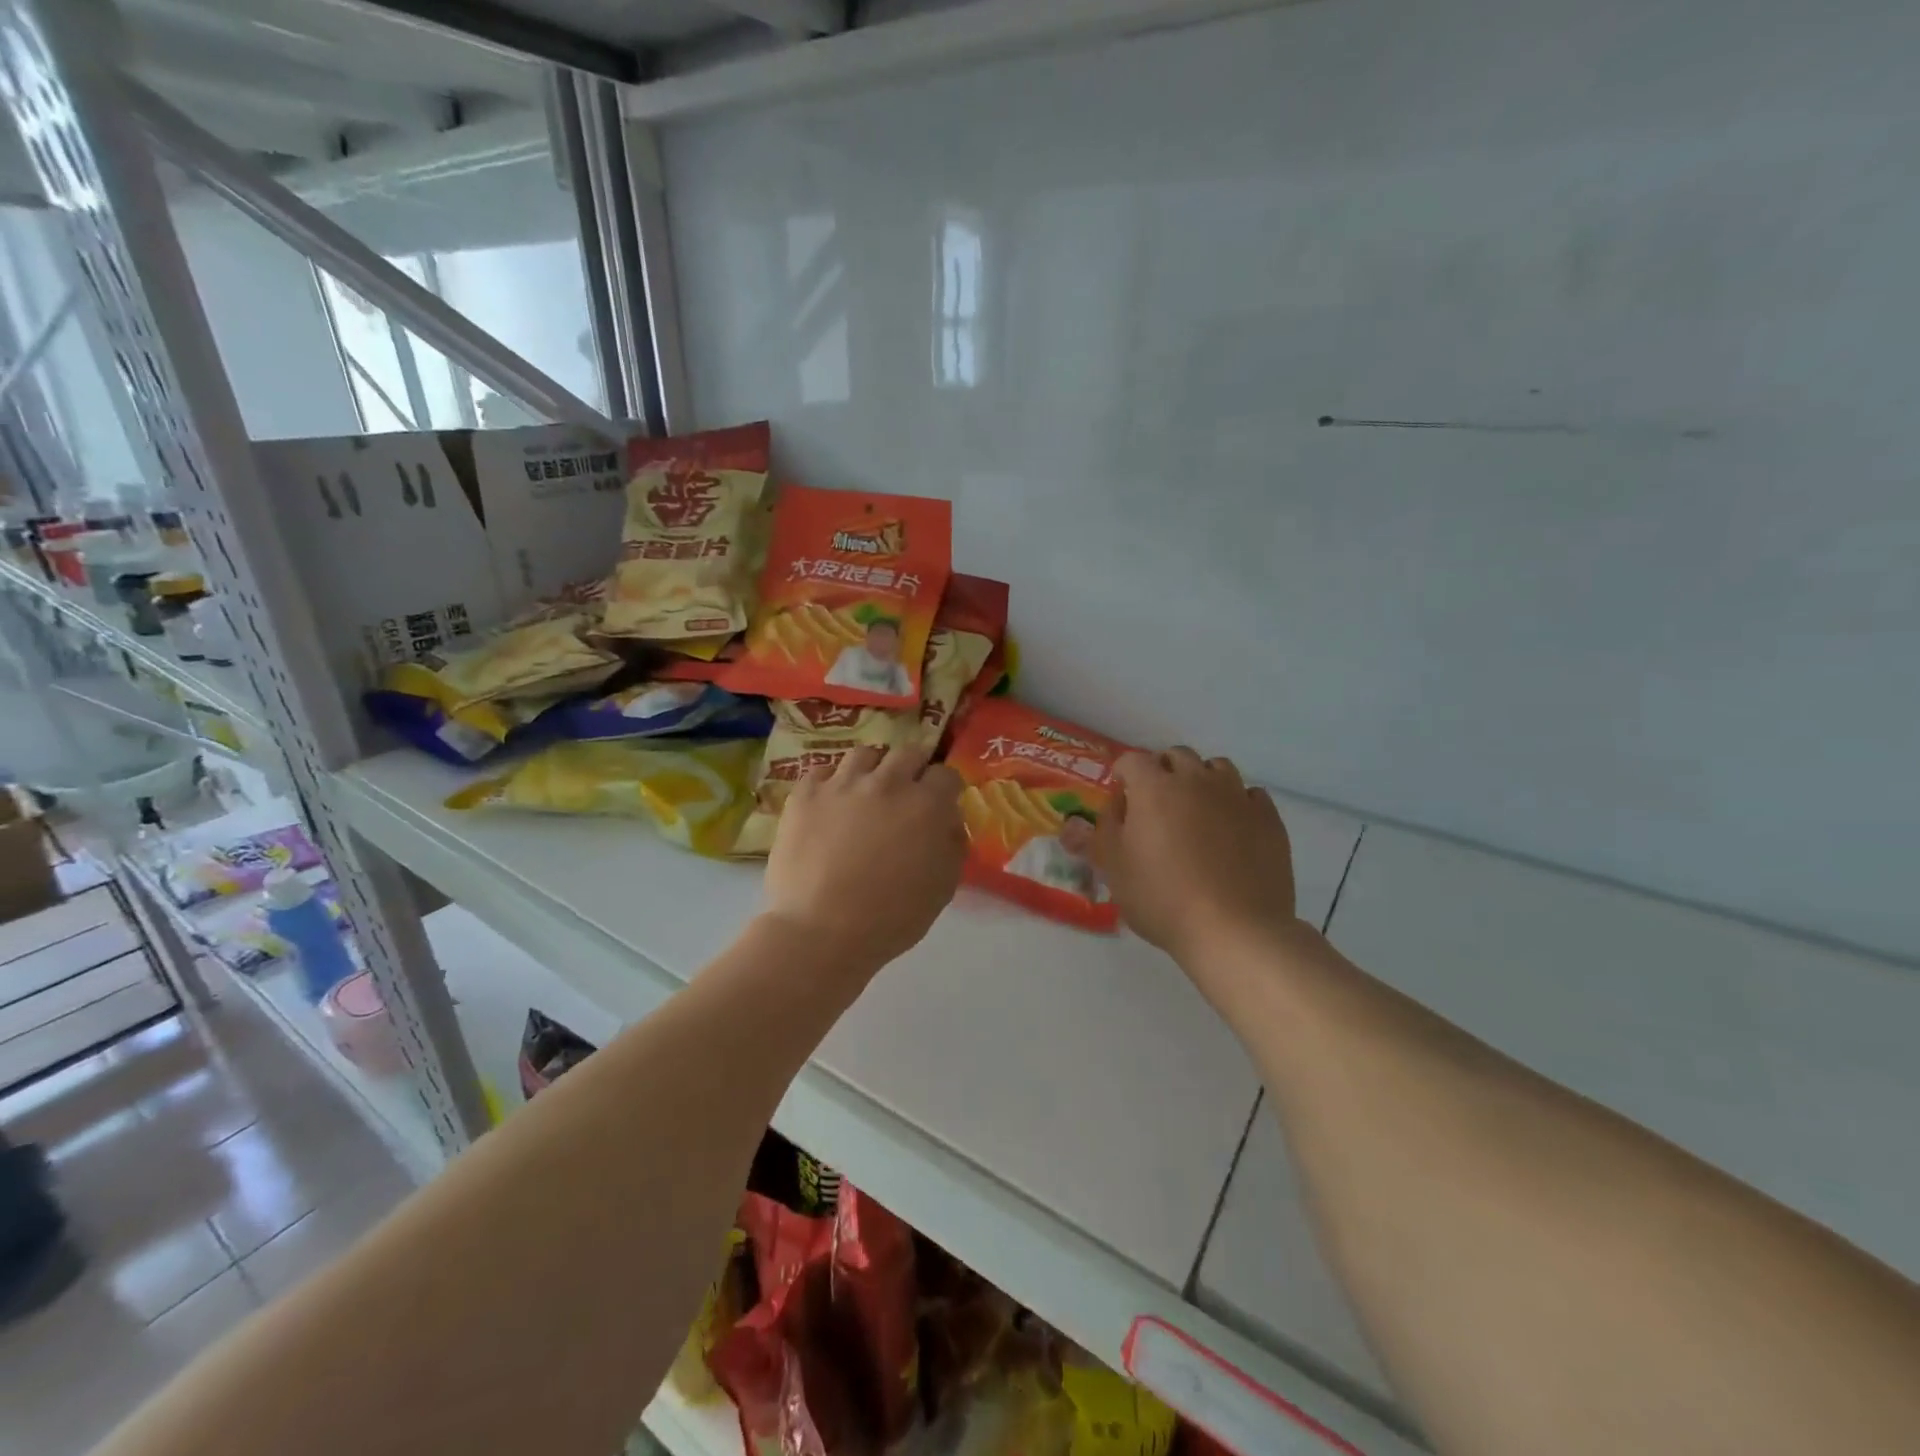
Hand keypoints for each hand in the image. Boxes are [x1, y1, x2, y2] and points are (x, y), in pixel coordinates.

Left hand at [763, 744, 966, 971]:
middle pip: (908, 753)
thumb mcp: (943, 888)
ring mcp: (842, 784)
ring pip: (864, 754)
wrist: (820, 932)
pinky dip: (831, 782)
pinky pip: (822, 771)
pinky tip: (831, 803)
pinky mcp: (805, 795)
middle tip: (907, 792)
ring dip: (873, 768)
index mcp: (926, 804)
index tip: (942, 804)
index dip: (946, 789)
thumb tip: (949, 821)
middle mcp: (887, 782)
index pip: (946, 774)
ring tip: (867, 790)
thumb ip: (953, 845)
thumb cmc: (890, 918)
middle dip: (913, 768)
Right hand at [1096, 747, 1298, 968]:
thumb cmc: (1161, 898)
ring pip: (1217, 768)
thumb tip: (1103, 808)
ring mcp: (1237, 796)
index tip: (1120, 795)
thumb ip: (1101, 831)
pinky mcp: (1268, 818)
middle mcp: (1197, 780)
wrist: (1234, 930)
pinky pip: (1250, 795)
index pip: (1133, 760)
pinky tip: (1232, 828)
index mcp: (1154, 788)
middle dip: (1163, 771)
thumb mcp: (1113, 868)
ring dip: (1202, 780)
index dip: (1123, 774)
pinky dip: (1236, 803)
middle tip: (1156, 803)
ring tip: (1196, 811)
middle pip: (1177, 756)